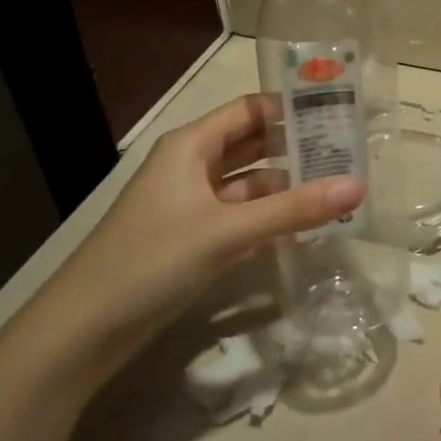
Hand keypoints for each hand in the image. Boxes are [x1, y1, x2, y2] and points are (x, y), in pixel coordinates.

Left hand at [13, 94, 363, 386]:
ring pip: (251, 183)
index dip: (292, 108)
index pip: (250, 109)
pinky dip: (272, 218)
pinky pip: (243, 216)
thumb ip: (294, 209)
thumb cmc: (151, 261)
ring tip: (340, 187)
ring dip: (289, 186)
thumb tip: (359, 185)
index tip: (340, 113)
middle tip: (352, 151)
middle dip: (299, 147)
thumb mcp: (227, 231)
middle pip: (254, 144)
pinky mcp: (194, 238)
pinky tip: (308, 227)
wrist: (82, 332)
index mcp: (191, 146)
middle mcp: (191, 166)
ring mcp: (192, 205)